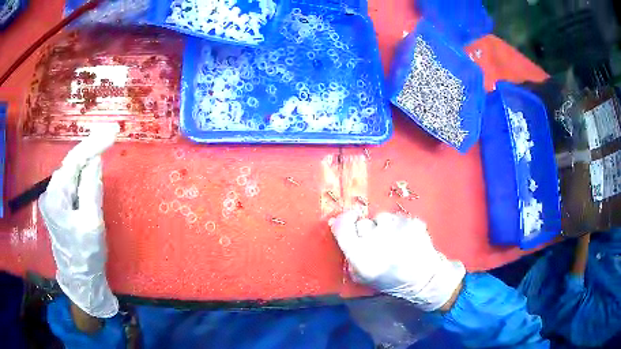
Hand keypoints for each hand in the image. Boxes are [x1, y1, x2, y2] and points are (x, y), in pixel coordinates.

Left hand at [39, 125, 118, 317]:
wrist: (81, 279)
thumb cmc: (87, 255)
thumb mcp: (92, 223)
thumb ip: (91, 189)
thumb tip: (95, 159)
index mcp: (55, 198)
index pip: (73, 162)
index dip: (92, 145)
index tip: (111, 132)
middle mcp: (50, 193)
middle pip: (71, 165)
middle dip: (89, 150)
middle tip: (109, 135)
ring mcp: (53, 199)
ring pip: (71, 173)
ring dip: (86, 162)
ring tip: (101, 148)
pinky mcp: (58, 205)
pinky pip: (71, 183)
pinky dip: (82, 175)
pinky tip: (90, 171)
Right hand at [330, 211, 464, 310]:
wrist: (425, 279)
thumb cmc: (391, 281)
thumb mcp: (362, 277)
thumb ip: (347, 254)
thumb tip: (336, 224)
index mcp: (361, 258)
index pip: (343, 226)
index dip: (344, 220)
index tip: (350, 219)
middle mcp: (378, 241)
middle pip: (363, 223)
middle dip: (368, 231)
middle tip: (379, 244)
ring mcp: (397, 229)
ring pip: (382, 217)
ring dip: (385, 227)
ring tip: (395, 242)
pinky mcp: (413, 222)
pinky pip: (398, 217)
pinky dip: (400, 226)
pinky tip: (407, 239)